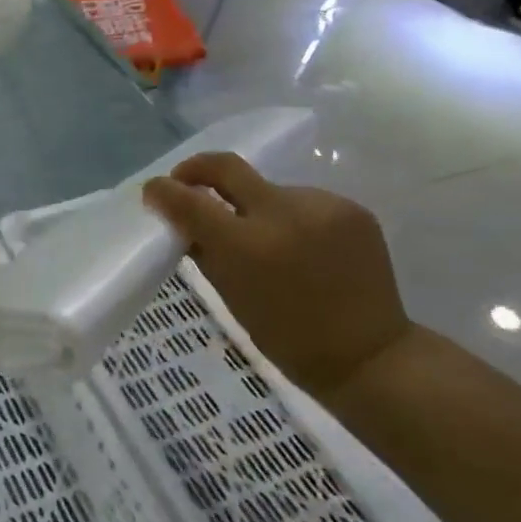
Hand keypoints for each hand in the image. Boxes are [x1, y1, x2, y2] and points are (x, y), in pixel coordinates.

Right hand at [142, 154, 411, 403]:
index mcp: (247, 246)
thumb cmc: (286, 336)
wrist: (368, 354)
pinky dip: (289, 217)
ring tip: (263, 238)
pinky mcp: (351, 208)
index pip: (189, 200)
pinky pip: (302, 201)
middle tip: (185, 181)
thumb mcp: (230, 294)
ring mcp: (322, 206)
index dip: (163, 191)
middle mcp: (283, 214)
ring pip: (268, 190)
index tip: (153, 191)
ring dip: (254, 206)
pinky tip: (299, 245)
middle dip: (197, 169)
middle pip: (226, 167)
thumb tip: (181, 219)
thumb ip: (202, 249)